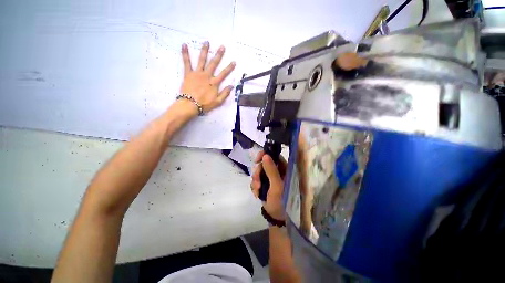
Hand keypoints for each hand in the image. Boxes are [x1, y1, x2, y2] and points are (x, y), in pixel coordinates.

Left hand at [179, 42, 235, 115]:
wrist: (190, 104)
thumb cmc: (205, 104)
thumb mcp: (218, 102)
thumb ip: (225, 93)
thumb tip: (231, 86)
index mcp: (214, 83)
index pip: (224, 74)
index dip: (229, 67)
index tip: (233, 61)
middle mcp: (207, 76)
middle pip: (214, 63)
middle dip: (219, 55)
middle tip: (222, 47)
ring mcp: (197, 73)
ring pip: (202, 60)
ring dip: (204, 51)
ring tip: (207, 42)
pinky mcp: (188, 73)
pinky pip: (187, 62)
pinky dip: (185, 53)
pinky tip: (184, 45)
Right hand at [251, 151, 286, 220]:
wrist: (275, 216)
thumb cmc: (281, 201)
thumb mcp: (277, 186)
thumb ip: (271, 170)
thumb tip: (265, 155)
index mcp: (284, 169)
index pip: (274, 156)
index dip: (265, 155)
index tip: (257, 159)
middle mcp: (277, 171)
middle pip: (263, 163)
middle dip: (258, 172)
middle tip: (258, 182)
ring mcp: (269, 177)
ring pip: (258, 171)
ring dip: (255, 180)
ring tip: (258, 190)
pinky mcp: (264, 183)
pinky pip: (255, 179)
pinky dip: (254, 186)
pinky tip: (257, 193)